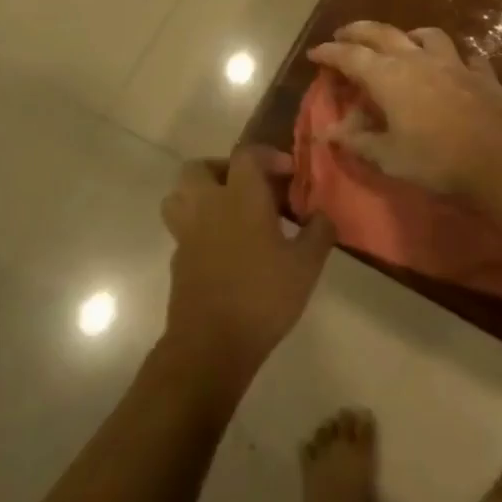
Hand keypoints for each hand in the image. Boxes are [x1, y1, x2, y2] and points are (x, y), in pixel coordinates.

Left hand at [161, 147, 335, 392]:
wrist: (210, 347)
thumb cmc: (262, 297)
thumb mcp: (306, 266)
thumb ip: (319, 233)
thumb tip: (324, 215)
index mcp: (240, 197)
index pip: (247, 155)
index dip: (269, 156)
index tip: (289, 174)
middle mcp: (208, 206)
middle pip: (200, 168)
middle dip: (225, 169)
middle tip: (251, 187)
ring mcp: (187, 233)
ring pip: (181, 195)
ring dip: (203, 194)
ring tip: (231, 212)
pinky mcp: (178, 260)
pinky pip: (184, 228)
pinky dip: (201, 227)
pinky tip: (226, 248)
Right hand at [306, 22, 501, 197]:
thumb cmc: (437, 159)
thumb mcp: (389, 157)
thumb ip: (358, 141)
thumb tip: (327, 132)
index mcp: (388, 77)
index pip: (350, 56)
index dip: (330, 53)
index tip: (314, 52)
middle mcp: (417, 59)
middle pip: (382, 34)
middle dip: (359, 31)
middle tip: (344, 33)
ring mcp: (453, 63)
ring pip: (427, 36)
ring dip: (408, 35)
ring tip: (403, 41)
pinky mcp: (482, 74)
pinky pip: (466, 57)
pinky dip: (455, 58)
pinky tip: (458, 65)